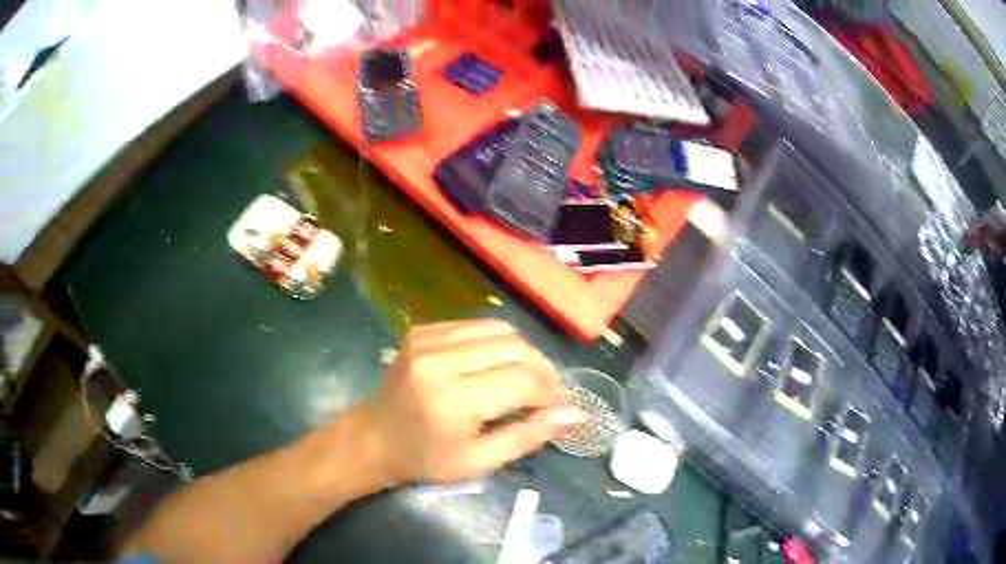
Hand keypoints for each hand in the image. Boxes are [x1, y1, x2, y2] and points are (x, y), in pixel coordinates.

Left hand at [359, 319, 580, 484]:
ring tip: (527, 377)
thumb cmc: (427, 459)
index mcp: (452, 401)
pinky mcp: (423, 330)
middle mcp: (440, 361)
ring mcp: (428, 340)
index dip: (550, 391)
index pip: (523, 380)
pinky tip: (495, 365)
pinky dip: (496, 343)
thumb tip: (575, 413)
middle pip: (515, 348)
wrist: (375, 437)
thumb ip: (528, 436)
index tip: (558, 406)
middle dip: (542, 369)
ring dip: (523, 353)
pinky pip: (476, 325)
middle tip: (548, 392)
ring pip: (500, 330)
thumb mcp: (479, 462)